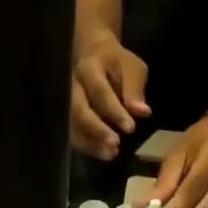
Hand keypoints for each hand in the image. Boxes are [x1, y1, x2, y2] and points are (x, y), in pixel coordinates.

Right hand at [70, 38, 149, 160]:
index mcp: (89, 68)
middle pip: (78, 109)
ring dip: (90, 141)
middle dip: (96, 128)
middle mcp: (71, 85)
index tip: (130, 128)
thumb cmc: (116, 62)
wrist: (93, 54)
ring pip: (71, 124)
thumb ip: (135, 89)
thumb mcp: (132, 68)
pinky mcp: (64, 114)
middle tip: (115, 143)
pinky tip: (104, 154)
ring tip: (111, 154)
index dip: (114, 111)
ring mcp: (64, 100)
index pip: (100, 91)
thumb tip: (142, 112)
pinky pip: (71, 132)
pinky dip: (87, 145)